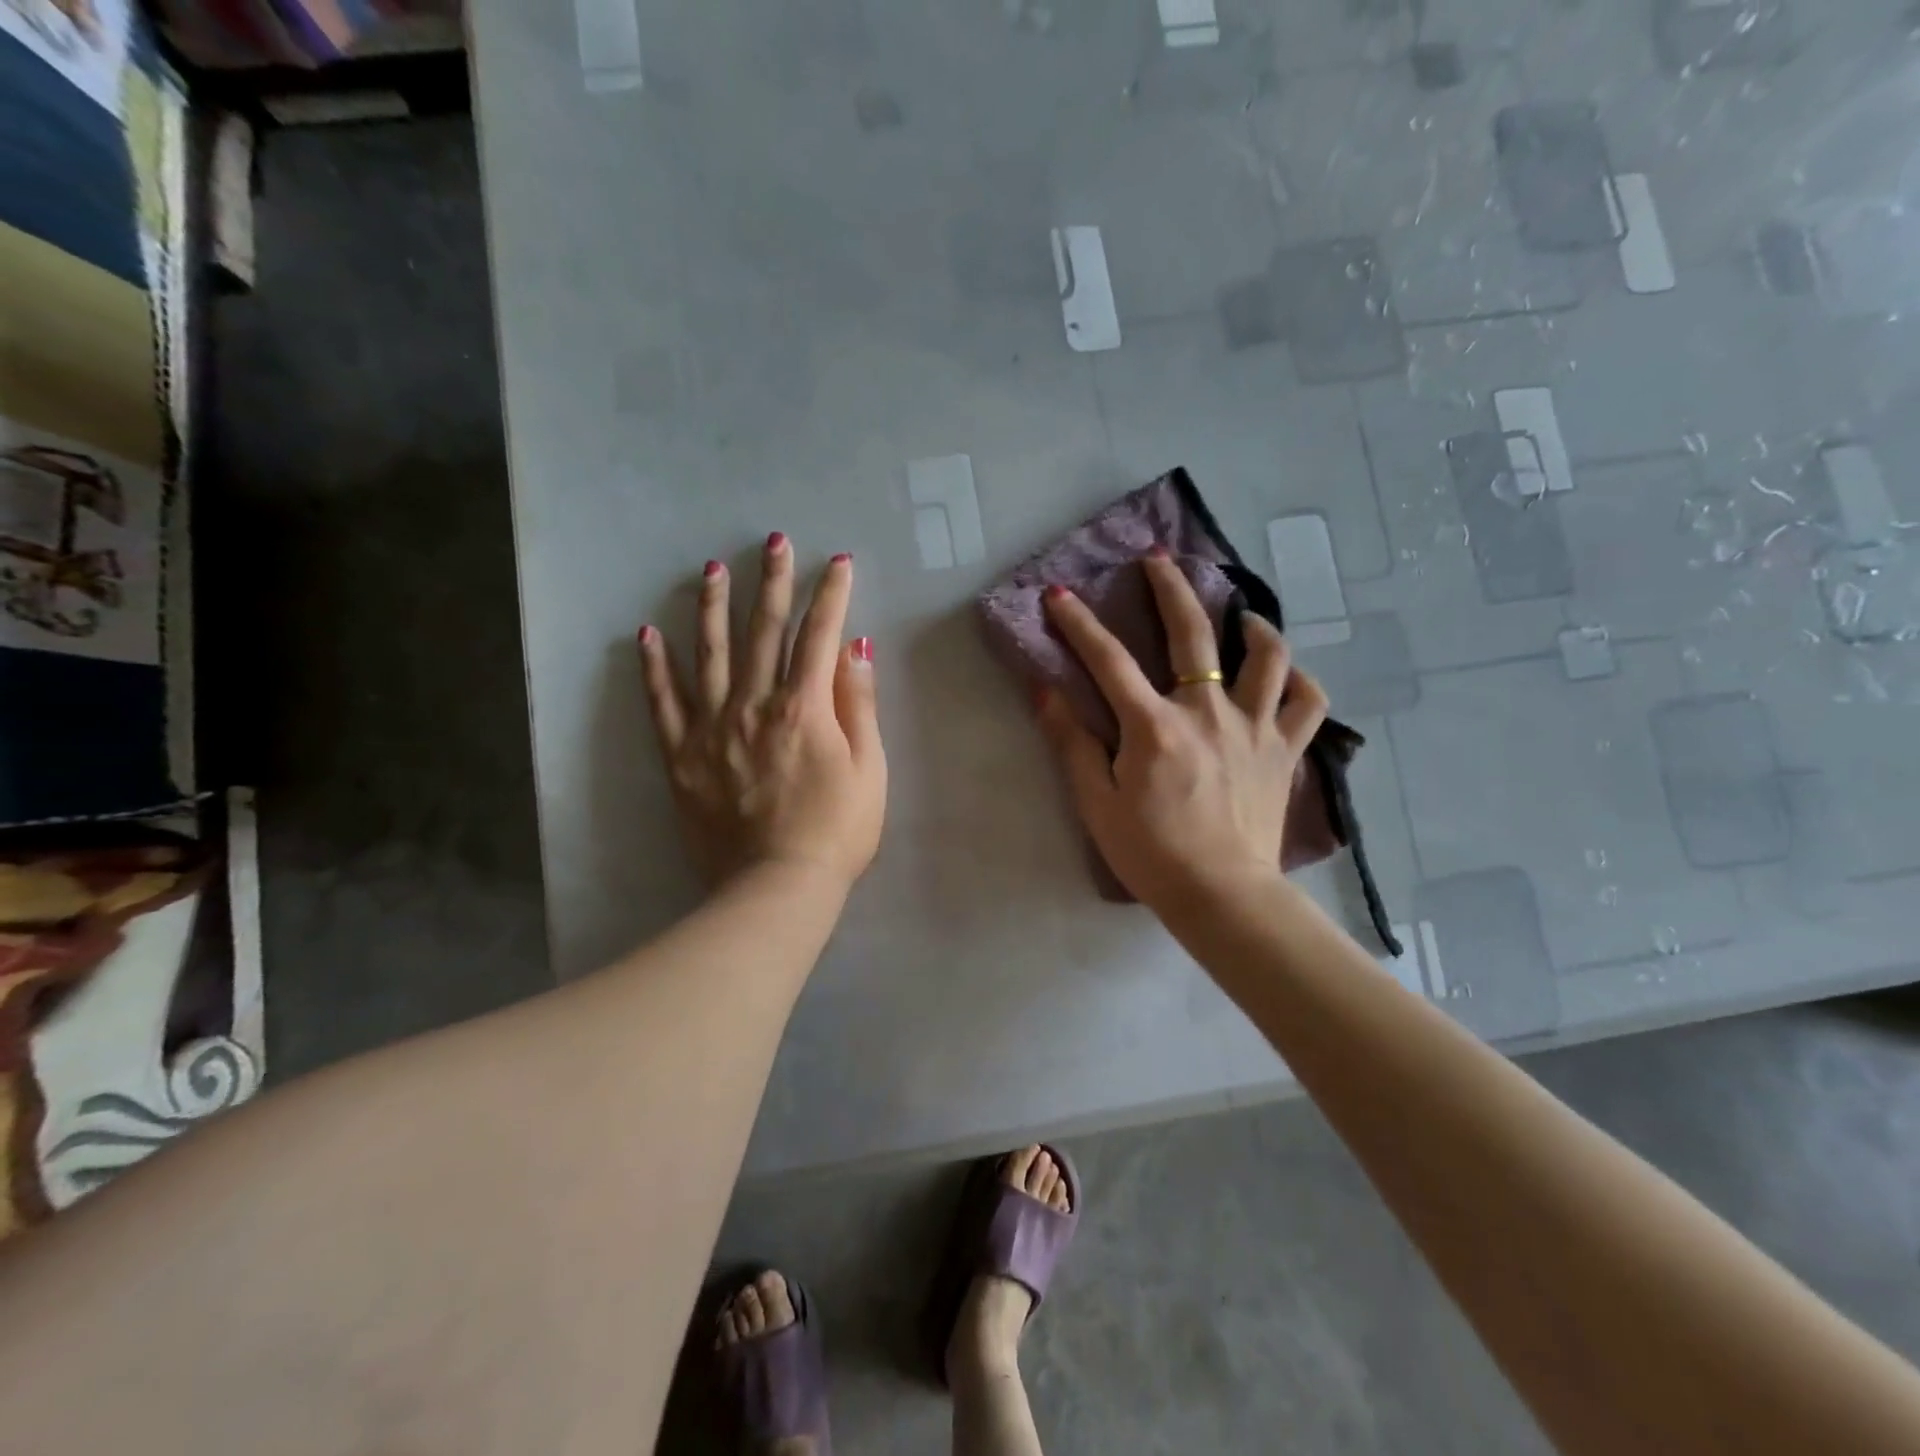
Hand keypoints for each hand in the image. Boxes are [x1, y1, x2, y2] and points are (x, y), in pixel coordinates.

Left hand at [637, 536, 886, 893]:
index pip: (819, 635)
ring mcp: (712, 728)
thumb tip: (854, 647)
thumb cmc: (837, 832)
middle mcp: (754, 705)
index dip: (830, 595)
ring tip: (712, 569)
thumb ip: (859, 704)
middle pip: (763, 631)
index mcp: (805, 707)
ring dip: (712, 607)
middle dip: (773, 582)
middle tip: (773, 542)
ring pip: (709, 654)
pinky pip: (664, 704)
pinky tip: (648, 634)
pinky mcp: (682, 757)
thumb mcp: (870, 770)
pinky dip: (655, 668)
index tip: (836, 562)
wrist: (776, 889)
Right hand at [1035, 550, 1326, 914]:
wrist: (1222, 896)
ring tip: (1239, 613)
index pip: (1109, 660)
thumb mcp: (1096, 803)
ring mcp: (1255, 728)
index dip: (1078, 624)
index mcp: (1155, 727)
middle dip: (1170, 588)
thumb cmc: (1151, 853)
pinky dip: (1298, 680)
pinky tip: (1284, 673)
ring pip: (1267, 657)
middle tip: (1158, 560)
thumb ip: (1071, 743)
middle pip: (1193, 633)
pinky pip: (1306, 702)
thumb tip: (1044, 691)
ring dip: (1252, 625)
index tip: (1058, 594)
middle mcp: (1208, 712)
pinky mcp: (1285, 751)